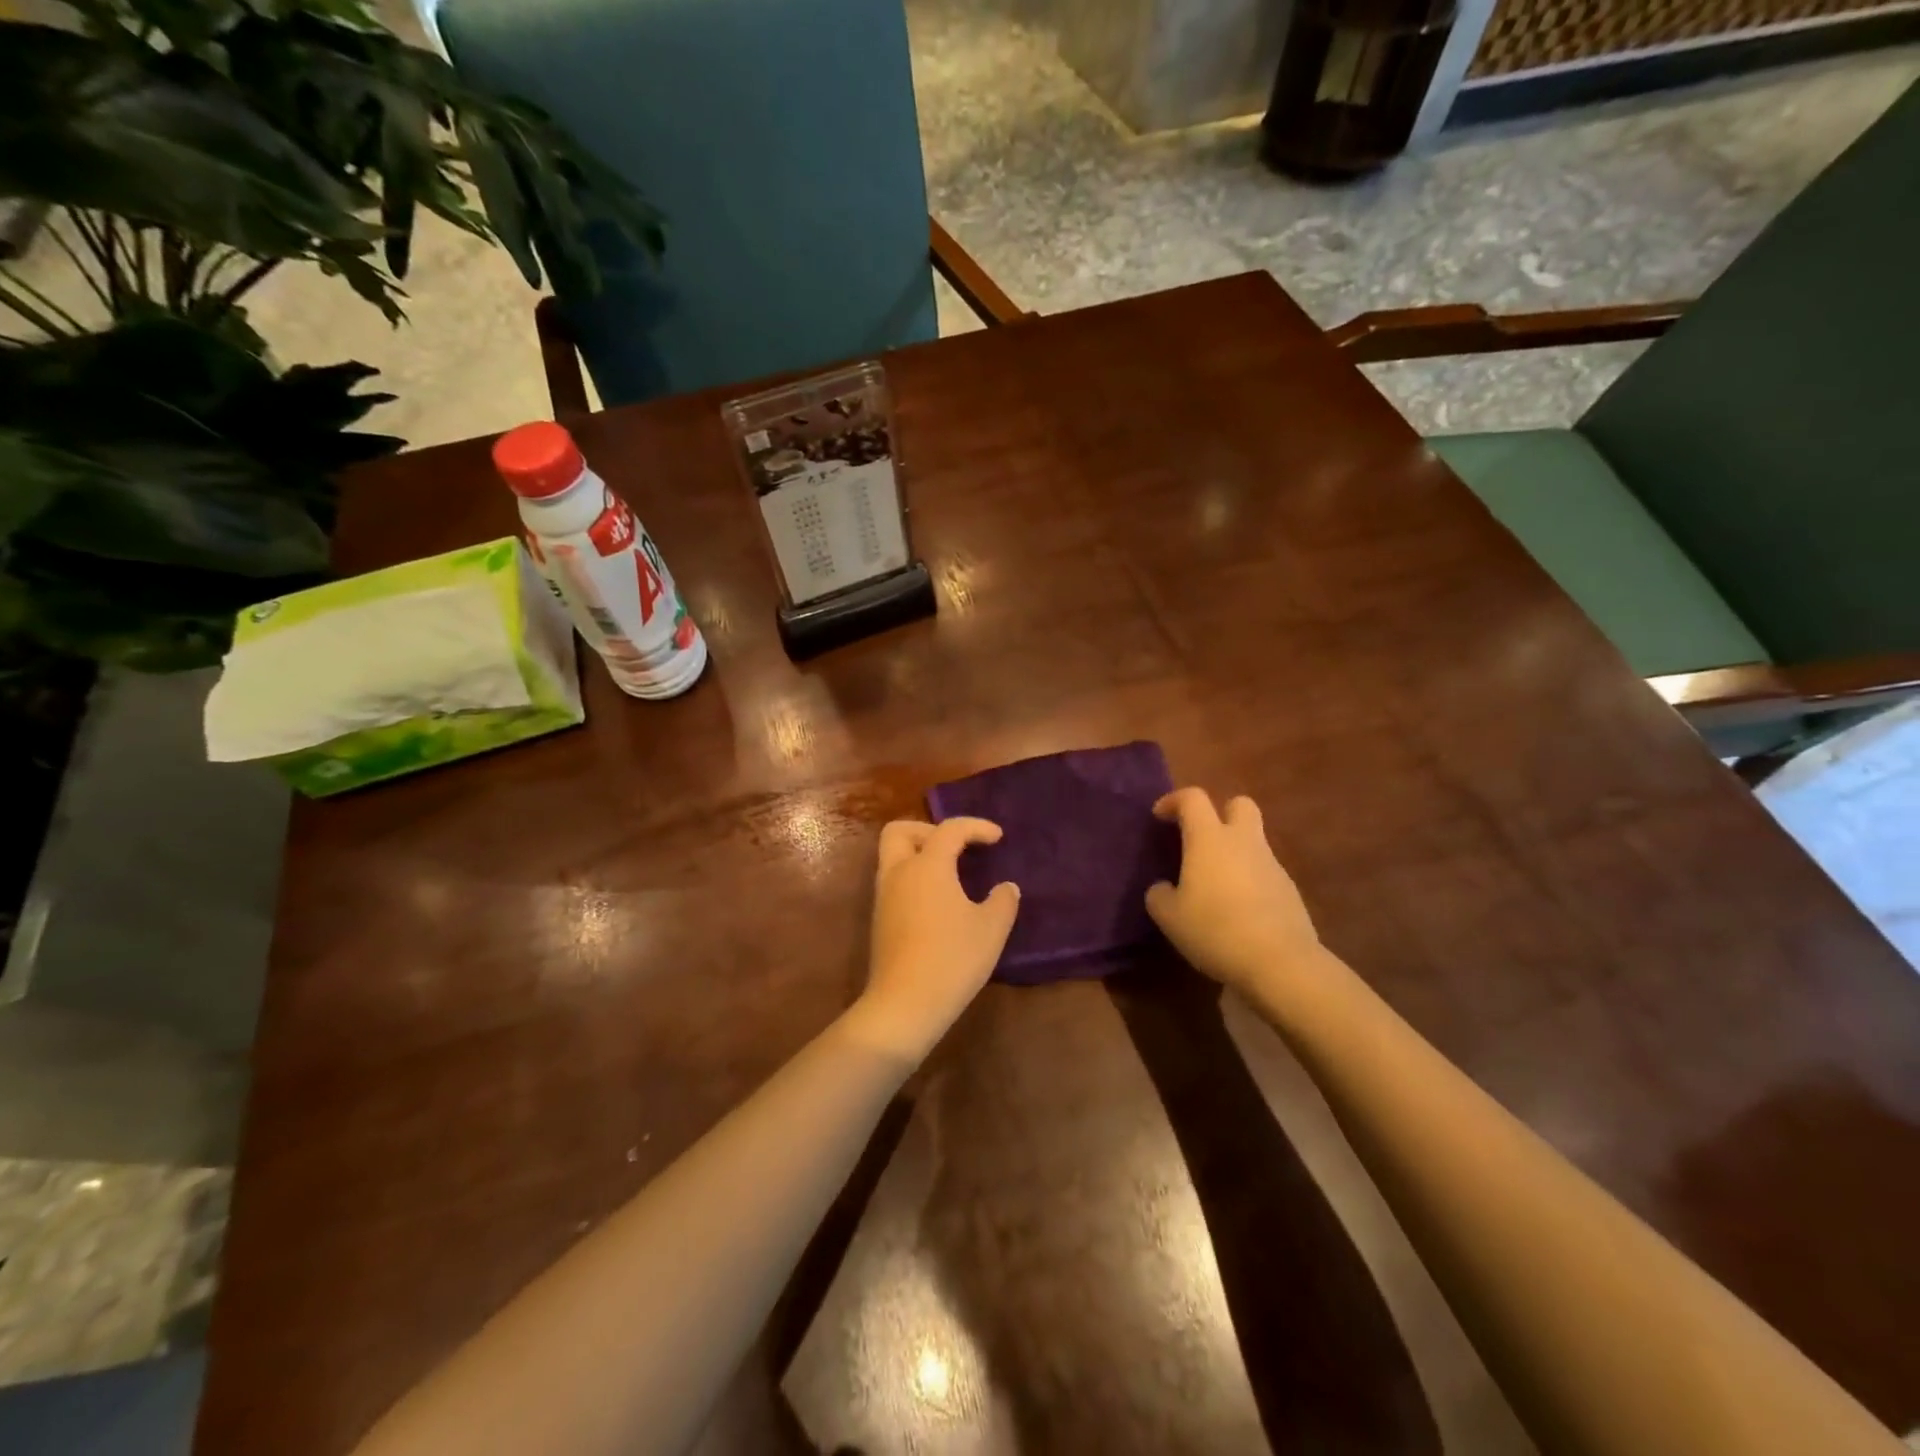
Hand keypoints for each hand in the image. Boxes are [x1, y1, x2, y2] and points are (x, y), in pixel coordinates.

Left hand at [846, 818, 1020, 1061]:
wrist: (904, 1005)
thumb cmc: (952, 959)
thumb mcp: (991, 929)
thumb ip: (1003, 901)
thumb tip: (1005, 888)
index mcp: (927, 866)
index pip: (950, 830)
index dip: (976, 827)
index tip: (998, 837)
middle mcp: (899, 873)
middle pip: (901, 831)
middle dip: (929, 830)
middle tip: (957, 847)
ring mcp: (884, 897)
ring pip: (893, 856)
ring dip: (920, 854)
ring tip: (952, 874)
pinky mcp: (880, 920)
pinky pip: (894, 881)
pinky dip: (914, 877)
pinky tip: (939, 901)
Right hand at [1145, 788, 1321, 998]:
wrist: (1280, 962)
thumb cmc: (1215, 929)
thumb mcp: (1169, 917)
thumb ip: (1160, 895)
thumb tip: (1164, 888)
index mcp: (1209, 839)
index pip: (1192, 799)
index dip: (1174, 801)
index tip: (1160, 816)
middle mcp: (1243, 842)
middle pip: (1239, 805)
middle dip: (1220, 812)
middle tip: (1201, 837)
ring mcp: (1271, 865)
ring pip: (1253, 841)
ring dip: (1234, 851)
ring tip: (1214, 884)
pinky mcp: (1289, 890)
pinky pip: (1264, 872)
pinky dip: (1249, 880)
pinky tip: (1237, 910)